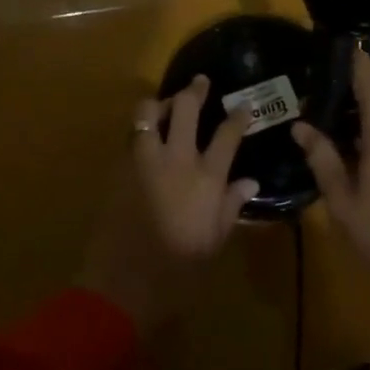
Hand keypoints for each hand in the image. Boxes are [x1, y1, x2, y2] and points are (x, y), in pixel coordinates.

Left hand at [78, 76, 259, 333]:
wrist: (121, 287)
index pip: (227, 133)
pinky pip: (131, 137)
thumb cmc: (178, 272)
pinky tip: (145, 137)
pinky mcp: (119, 170)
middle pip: (185, 108)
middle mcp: (176, 159)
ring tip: (166, 103)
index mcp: (206, 178)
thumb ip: (231, 206)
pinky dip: (141, 129)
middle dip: (195, 90)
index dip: (238, 115)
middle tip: (200, 82)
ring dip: (160, 102)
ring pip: (148, 113)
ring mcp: (143, 161)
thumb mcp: (214, 242)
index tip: (243, 105)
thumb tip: (249, 181)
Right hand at [293, 53, 369, 357]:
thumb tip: (300, 126)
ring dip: (358, 113)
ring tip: (323, 122)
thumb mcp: (344, 200)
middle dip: (342, 90)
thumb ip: (322, 157)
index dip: (341, 56)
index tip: (315, 53)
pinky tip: (352, 147)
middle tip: (307, 98)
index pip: (364, 70)